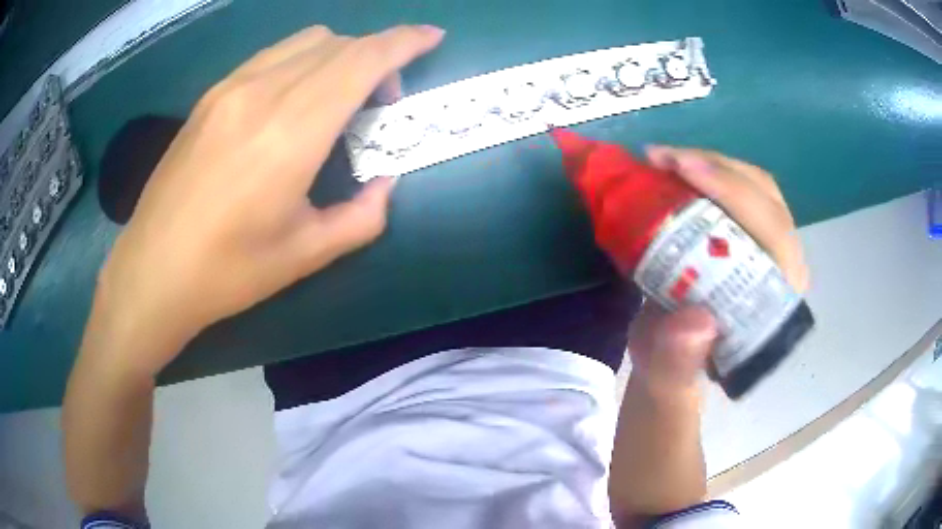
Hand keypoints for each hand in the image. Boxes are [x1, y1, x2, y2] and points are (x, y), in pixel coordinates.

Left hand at [93, 24, 444, 374]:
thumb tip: (386, 183)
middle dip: (378, 57)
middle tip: (382, 102)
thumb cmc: (228, 272)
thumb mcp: (306, 255)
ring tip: (339, 97)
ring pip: (306, 41)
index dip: (403, 42)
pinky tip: (296, 98)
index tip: (432, 37)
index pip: (361, 61)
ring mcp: (231, 88)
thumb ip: (362, 216)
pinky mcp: (211, 95)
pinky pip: (273, 55)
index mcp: (290, 133)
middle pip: (339, 45)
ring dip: (340, 55)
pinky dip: (304, 60)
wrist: (152, 271)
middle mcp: (262, 93)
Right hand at [626, 147, 809, 395]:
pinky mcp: (749, 233)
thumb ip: (679, 360)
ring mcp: (768, 245)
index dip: (735, 194)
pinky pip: (737, 188)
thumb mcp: (668, 375)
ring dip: (709, 163)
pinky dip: (705, 170)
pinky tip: (674, 168)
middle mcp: (782, 267)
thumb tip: (697, 321)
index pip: (773, 233)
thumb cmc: (674, 371)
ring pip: (754, 185)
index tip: (683, 170)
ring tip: (662, 159)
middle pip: (765, 197)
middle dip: (716, 168)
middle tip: (661, 158)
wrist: (671, 361)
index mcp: (775, 303)